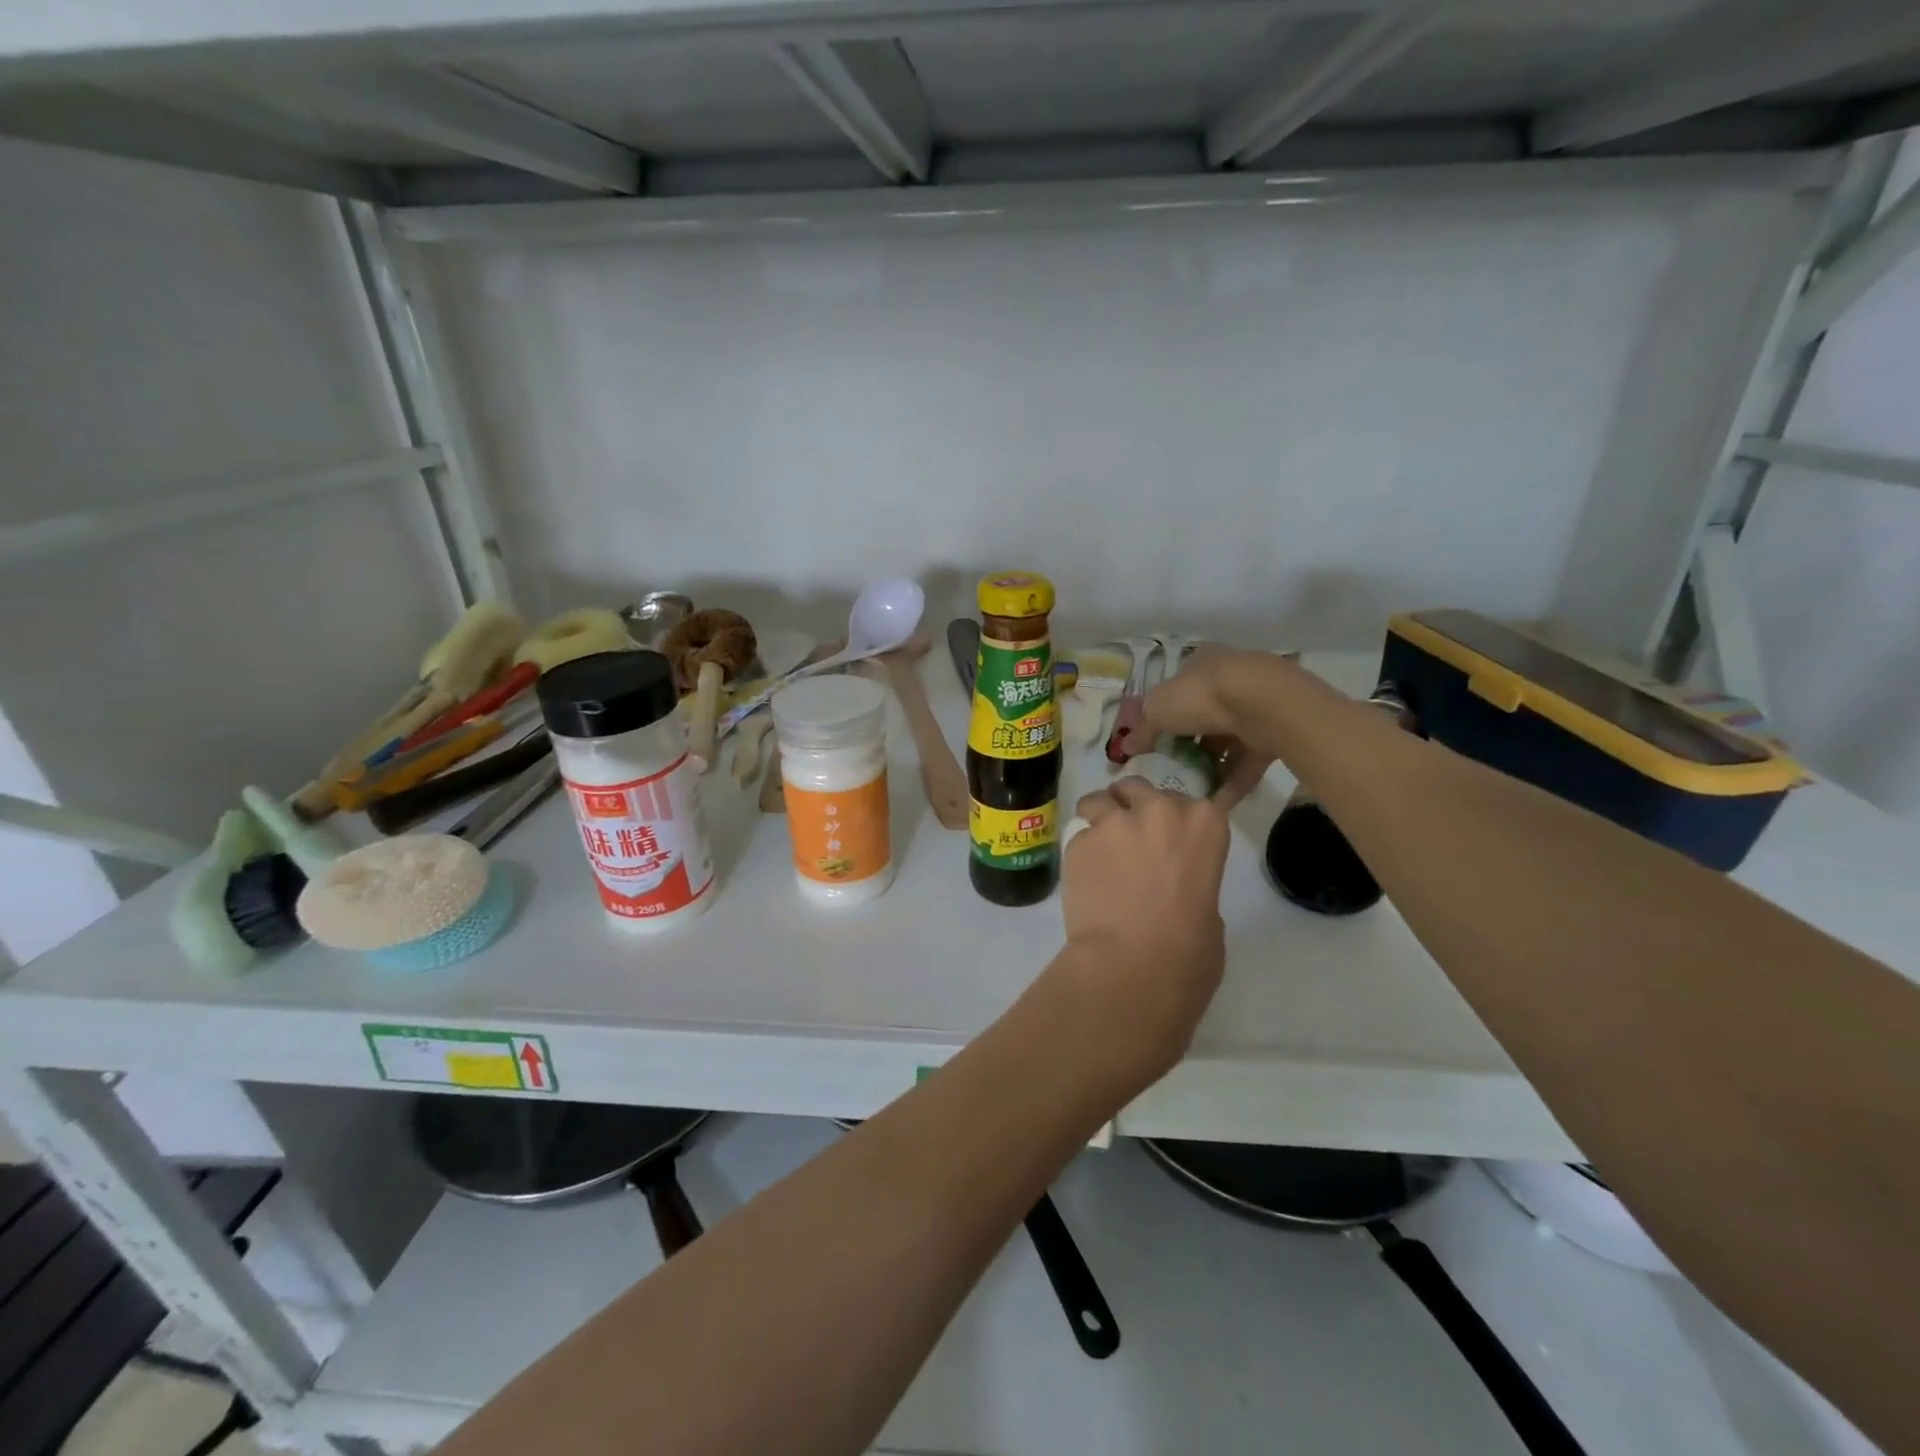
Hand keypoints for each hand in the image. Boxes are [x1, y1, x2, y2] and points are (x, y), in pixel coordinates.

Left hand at [1050, 780, 1231, 1090]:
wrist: (1133, 966)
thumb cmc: (1189, 951)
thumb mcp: (1211, 909)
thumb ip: (1192, 879)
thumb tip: (1172, 884)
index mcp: (1204, 823)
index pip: (1185, 801)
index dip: (1169, 818)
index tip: (1163, 838)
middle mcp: (1159, 810)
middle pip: (1137, 789)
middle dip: (1130, 807)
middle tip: (1125, 838)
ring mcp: (1114, 822)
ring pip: (1098, 800)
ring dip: (1097, 818)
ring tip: (1096, 850)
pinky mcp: (1079, 841)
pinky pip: (1077, 836)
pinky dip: (1080, 853)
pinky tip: (1082, 880)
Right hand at [1138, 646, 1291, 806]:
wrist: (1264, 703)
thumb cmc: (1201, 696)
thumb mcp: (1157, 710)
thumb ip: (1142, 730)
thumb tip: (1126, 747)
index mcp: (1200, 665)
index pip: (1178, 690)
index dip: (1164, 716)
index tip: (1154, 743)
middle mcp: (1229, 681)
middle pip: (1203, 719)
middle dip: (1188, 746)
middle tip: (1172, 770)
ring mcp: (1255, 708)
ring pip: (1227, 743)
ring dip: (1210, 768)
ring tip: (1191, 794)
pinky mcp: (1274, 734)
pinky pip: (1247, 762)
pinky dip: (1231, 783)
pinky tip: (1214, 806)